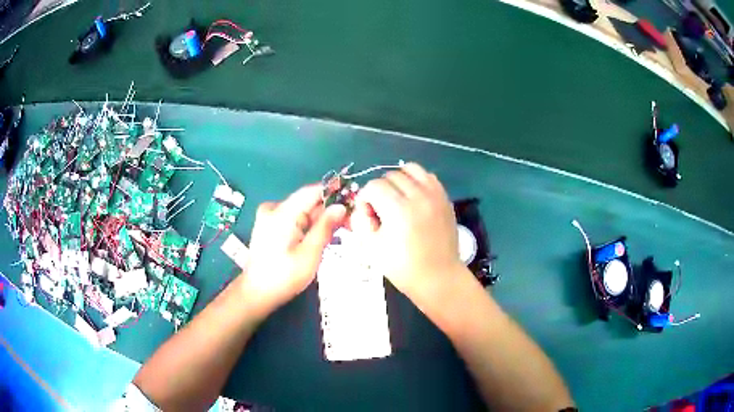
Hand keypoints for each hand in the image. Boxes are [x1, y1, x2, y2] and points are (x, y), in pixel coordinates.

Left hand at [241, 184, 345, 318]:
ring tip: (338, 233)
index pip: (311, 191)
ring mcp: (269, 217)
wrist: (256, 293)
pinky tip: (319, 238)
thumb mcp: (310, 254)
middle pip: (307, 201)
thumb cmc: (283, 277)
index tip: (352, 201)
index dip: (333, 192)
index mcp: (282, 213)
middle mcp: (273, 209)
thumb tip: (340, 207)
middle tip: (350, 224)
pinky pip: (293, 219)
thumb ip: (325, 227)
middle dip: (329, 211)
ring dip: (319, 220)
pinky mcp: (269, 226)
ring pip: (301, 211)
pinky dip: (307, 226)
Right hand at [350, 163, 467, 304]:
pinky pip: (428, 176)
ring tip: (398, 198)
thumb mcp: (371, 248)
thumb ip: (360, 220)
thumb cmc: (403, 267)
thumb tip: (362, 205)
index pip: (374, 186)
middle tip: (381, 209)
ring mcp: (435, 195)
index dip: (365, 198)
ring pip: (411, 169)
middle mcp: (418, 196)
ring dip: (399, 179)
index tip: (367, 214)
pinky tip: (414, 198)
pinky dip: (417, 181)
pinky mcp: (445, 198)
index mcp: (398, 209)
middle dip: (380, 189)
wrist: (438, 277)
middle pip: (391, 175)